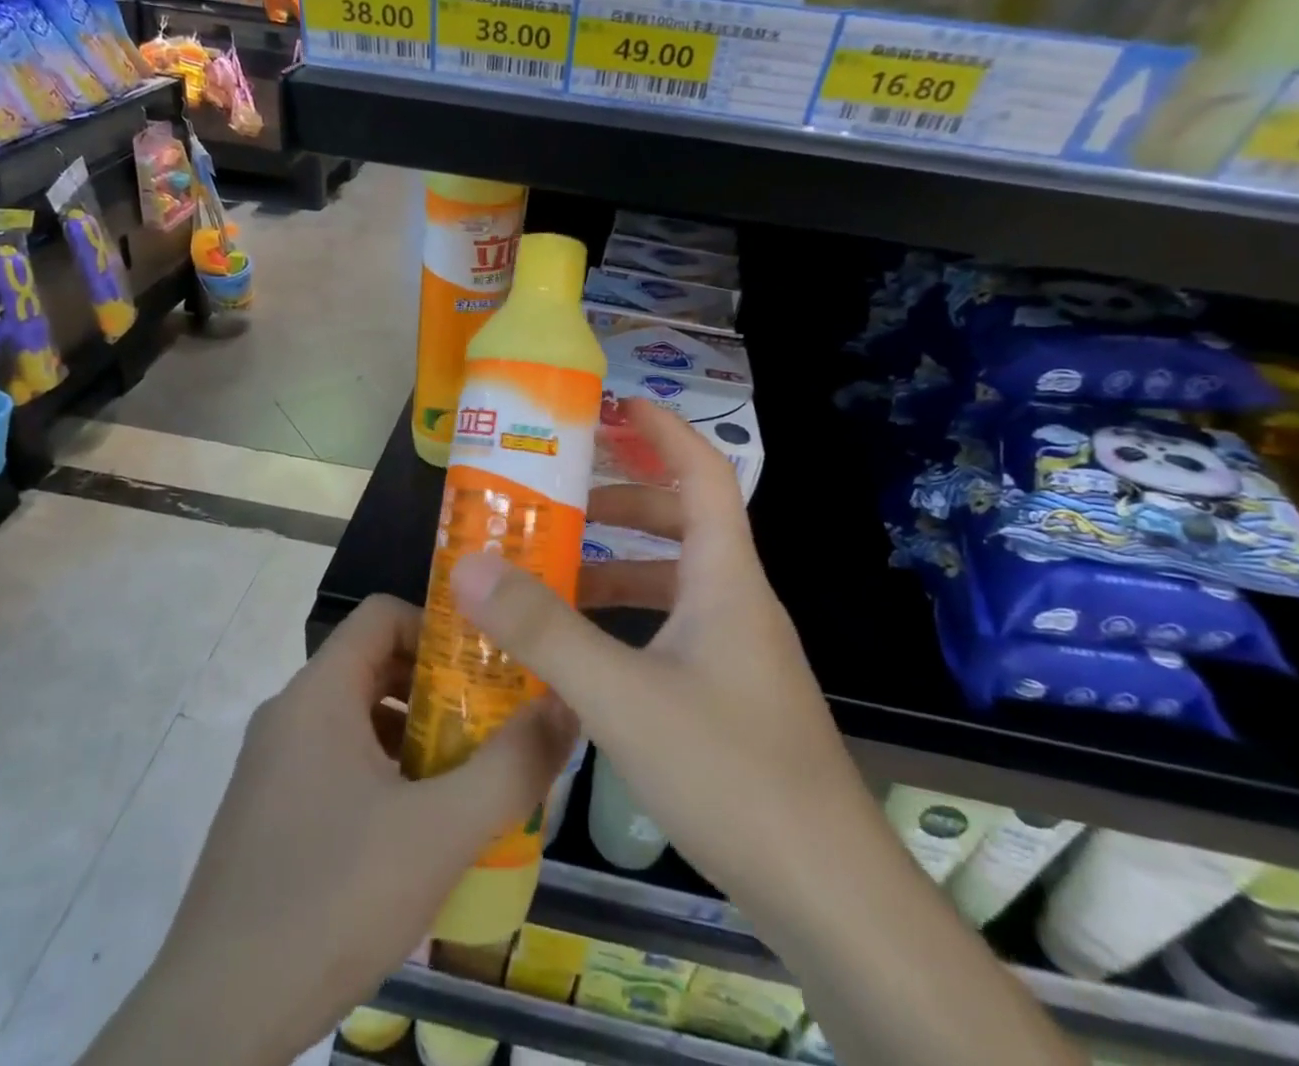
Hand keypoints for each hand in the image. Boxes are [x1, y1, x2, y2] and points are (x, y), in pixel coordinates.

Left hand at [118, 594, 575, 1065]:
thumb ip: (511, 767)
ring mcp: (273, 767)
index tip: (487, 669)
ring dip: (415, 736)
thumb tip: (566, 708)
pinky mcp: (268, 815)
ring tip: (465, 780)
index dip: (440, 629)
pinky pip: (337, 764)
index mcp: (318, 694)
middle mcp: (289, 715)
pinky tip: (416, 832)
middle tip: (492, 725)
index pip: (383, 615)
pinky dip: (384, 775)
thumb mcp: (439, 833)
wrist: (211, 1026)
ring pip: (358, 719)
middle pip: (375, 665)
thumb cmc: (329, 901)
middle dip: (439, 689)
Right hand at [452, 400, 855, 939]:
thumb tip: (470, 565)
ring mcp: (738, 650)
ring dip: (620, 565)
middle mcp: (736, 600)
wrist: (829, 892)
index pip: (702, 472)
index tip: (614, 406)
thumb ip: (544, 630)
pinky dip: (629, 620)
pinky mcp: (731, 694)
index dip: (662, 430)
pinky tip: (586, 651)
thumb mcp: (621, 695)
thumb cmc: (731, 771)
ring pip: (675, 579)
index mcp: (725, 577)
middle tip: (562, 495)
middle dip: (624, 500)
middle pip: (683, 521)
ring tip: (556, 569)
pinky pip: (673, 628)